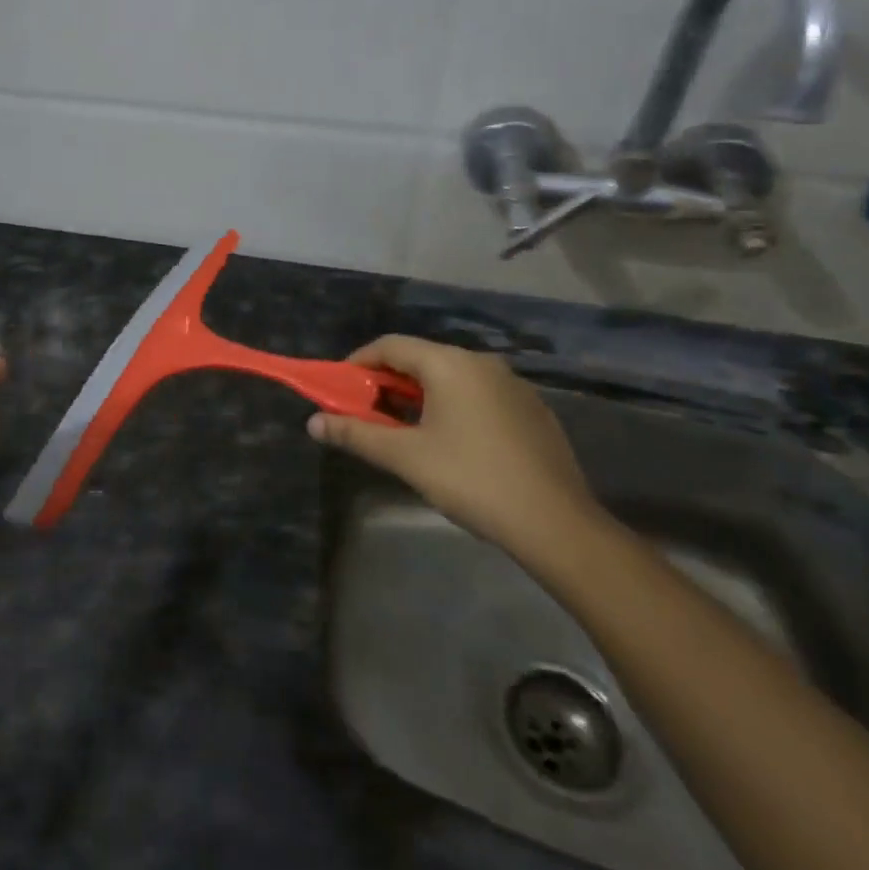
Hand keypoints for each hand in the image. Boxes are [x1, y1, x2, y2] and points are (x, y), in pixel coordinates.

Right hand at [307, 335, 604, 565]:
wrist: (555, 523)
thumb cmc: (472, 480)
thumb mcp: (406, 457)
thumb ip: (356, 434)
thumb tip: (313, 422)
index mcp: (450, 364)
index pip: (391, 346)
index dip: (358, 363)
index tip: (340, 389)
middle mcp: (482, 363)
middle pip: (421, 359)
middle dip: (387, 382)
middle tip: (366, 413)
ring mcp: (512, 385)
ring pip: (451, 378)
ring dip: (419, 396)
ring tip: (403, 430)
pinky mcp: (531, 410)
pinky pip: (478, 395)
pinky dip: (451, 406)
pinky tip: (450, 443)